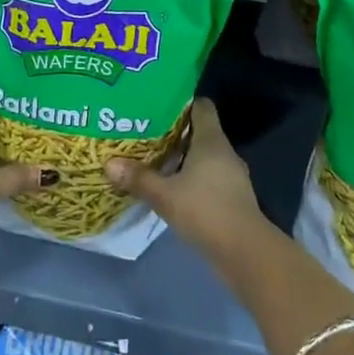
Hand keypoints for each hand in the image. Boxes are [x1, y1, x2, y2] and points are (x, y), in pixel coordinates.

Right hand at [105, 98, 268, 257]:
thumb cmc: (206, 210)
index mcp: (211, 140)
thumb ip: (138, 178)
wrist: (245, 251)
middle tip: (146, 133)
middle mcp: (224, 152)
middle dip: (175, 132)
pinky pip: (208, 177)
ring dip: (182, 158)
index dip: (181, 103)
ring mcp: (231, 176)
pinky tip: (172, 188)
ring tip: (154, 160)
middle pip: (200, 131)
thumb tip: (108, 163)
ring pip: (203, 156)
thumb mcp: (165, 195)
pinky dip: (191, 178)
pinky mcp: (231, 197)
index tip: (158, 105)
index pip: (201, 106)